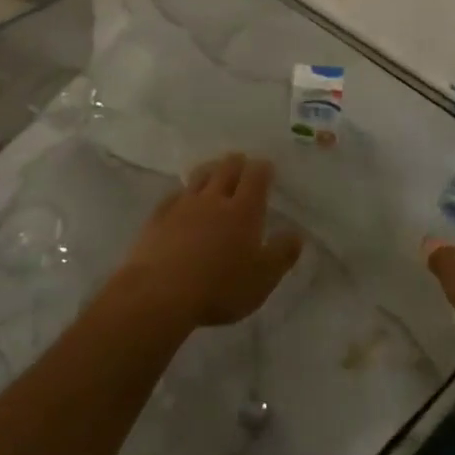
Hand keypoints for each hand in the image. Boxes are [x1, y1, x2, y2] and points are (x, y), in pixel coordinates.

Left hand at [115, 153, 302, 328]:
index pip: (256, 177)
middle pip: (226, 169)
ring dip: (209, 171)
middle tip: (241, 161)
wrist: (160, 293)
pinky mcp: (158, 218)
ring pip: (198, 177)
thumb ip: (282, 254)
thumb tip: (296, 234)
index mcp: (243, 210)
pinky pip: (173, 196)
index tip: (266, 166)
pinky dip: (182, 193)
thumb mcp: (263, 278)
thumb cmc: (220, 287)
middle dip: (236, 162)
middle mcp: (214, 200)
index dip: (262, 168)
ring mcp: (182, 206)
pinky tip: (181, 199)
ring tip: (214, 171)